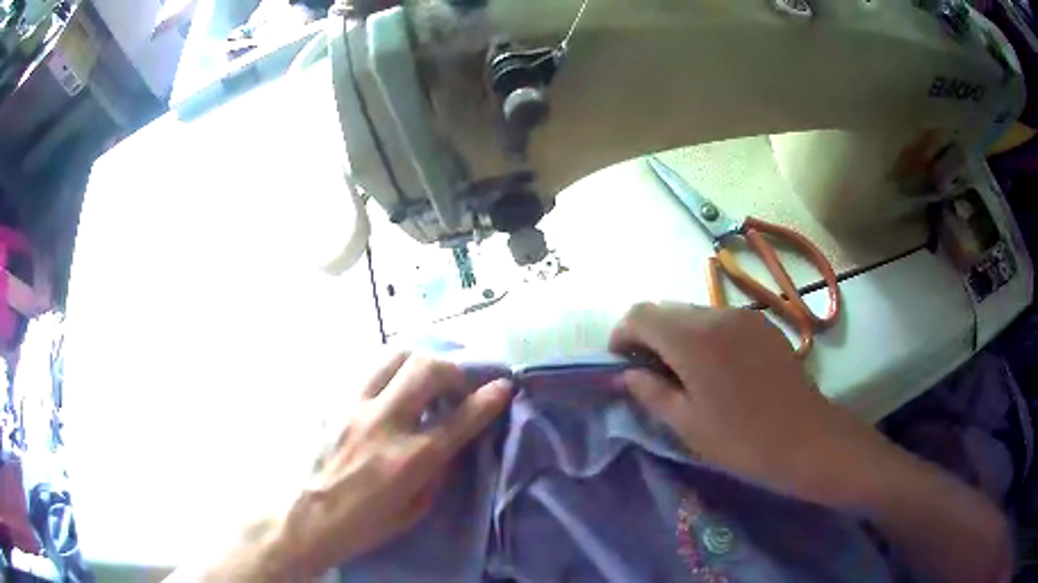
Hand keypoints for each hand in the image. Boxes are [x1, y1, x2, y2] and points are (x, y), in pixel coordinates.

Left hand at [273, 352, 511, 577]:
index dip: (488, 399)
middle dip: (452, 370)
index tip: (502, 386)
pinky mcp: (332, 400)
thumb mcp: (415, 509)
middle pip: (426, 369)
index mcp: (409, 459)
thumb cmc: (364, 522)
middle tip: (454, 386)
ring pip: (393, 354)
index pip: (460, 418)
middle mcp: (383, 423)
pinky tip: (387, 389)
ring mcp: (352, 406)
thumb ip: (436, 470)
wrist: (307, 516)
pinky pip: (366, 370)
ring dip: (418, 360)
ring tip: (421, 377)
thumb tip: (446, 439)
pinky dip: (387, 373)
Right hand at [609, 302, 893, 505]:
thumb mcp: (687, 423)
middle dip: (648, 334)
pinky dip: (704, 335)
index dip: (622, 334)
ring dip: (677, 335)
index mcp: (693, 338)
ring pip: (694, 313)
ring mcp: (743, 316)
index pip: (641, 314)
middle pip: (667, 309)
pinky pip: (720, 320)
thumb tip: (627, 374)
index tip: (620, 364)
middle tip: (650, 373)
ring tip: (684, 374)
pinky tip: (716, 369)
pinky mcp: (762, 325)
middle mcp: (716, 315)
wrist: (806, 438)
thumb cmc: (741, 439)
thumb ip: (650, 391)